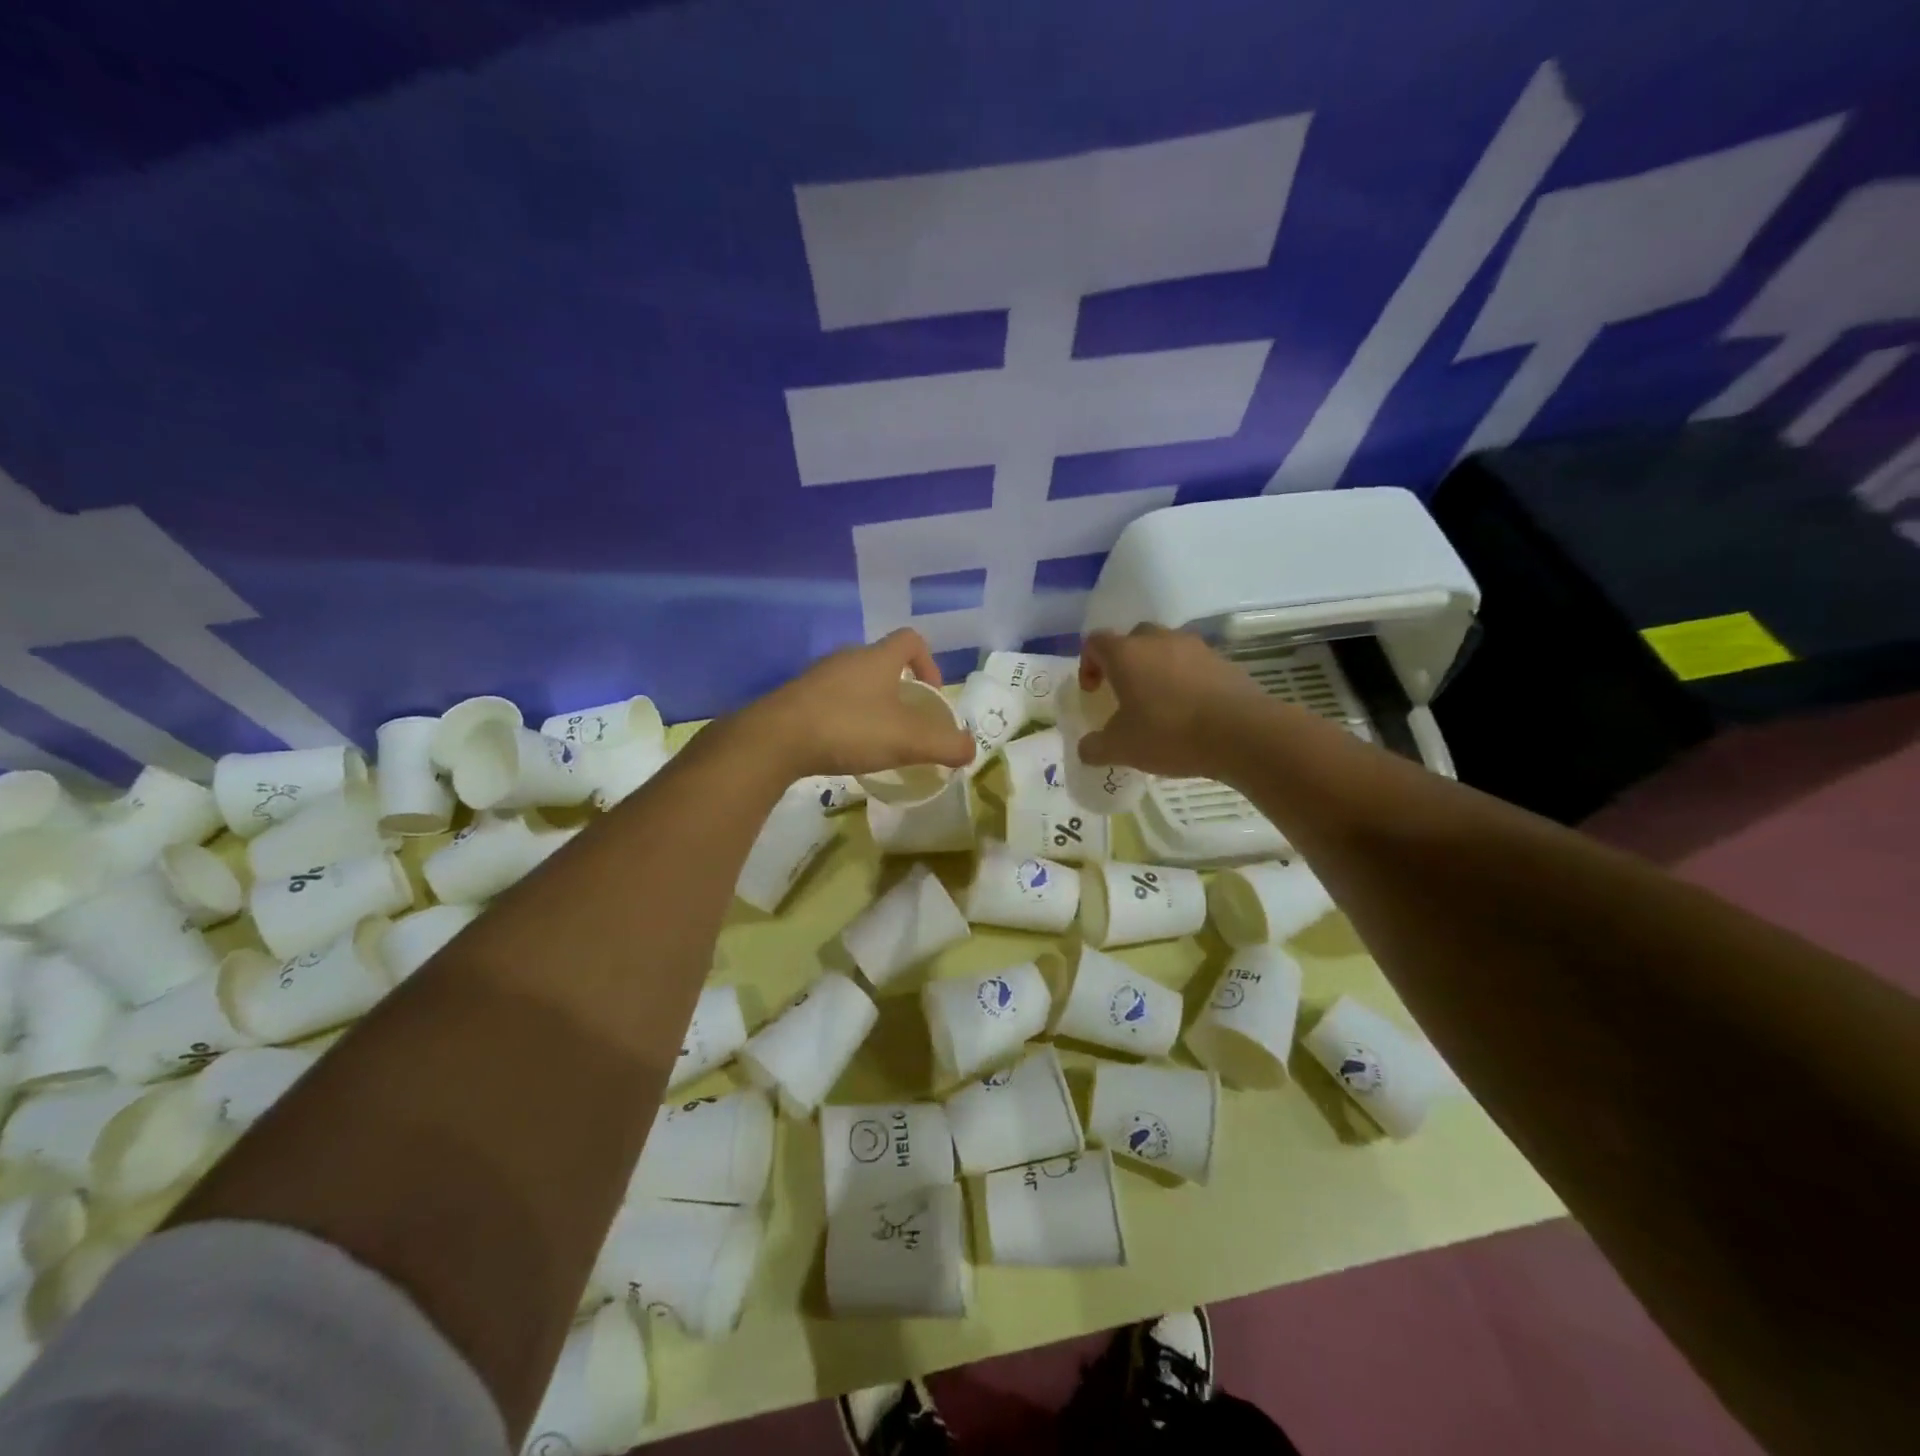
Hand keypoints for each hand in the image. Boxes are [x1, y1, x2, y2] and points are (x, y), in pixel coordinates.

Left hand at [746, 629, 978, 779]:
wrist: (775, 740)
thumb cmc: (849, 729)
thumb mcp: (907, 740)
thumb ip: (945, 744)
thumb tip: (970, 749)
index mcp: (877, 658)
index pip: (911, 640)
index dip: (929, 663)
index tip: (931, 696)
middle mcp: (847, 658)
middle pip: (882, 662)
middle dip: (900, 690)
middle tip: (907, 723)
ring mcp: (817, 677)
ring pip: (855, 683)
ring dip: (871, 705)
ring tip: (877, 738)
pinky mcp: (795, 699)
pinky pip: (830, 701)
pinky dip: (844, 719)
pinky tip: (844, 748)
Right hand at [1076, 625, 1268, 778]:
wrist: (1241, 733)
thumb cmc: (1169, 733)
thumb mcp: (1121, 748)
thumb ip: (1095, 747)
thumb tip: (1086, 748)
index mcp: (1126, 653)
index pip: (1095, 642)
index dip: (1088, 664)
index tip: (1094, 691)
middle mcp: (1159, 640)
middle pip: (1133, 639)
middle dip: (1125, 663)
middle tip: (1126, 693)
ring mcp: (1195, 647)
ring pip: (1166, 649)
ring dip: (1158, 669)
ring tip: (1160, 704)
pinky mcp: (1223, 661)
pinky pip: (1194, 665)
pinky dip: (1186, 680)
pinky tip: (1191, 710)